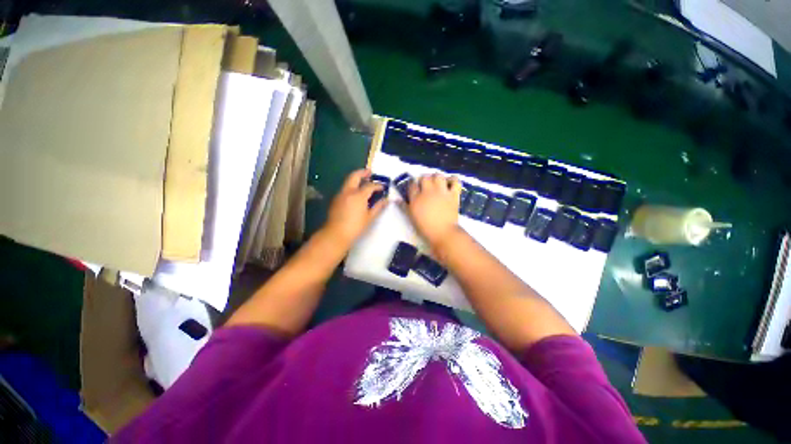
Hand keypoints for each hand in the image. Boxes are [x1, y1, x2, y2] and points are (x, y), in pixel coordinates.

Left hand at [322, 169, 386, 247]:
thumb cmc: (355, 227)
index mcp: (358, 195)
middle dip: (363, 172)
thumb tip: (386, 200)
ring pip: (348, 181)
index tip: (383, 187)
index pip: (370, 186)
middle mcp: (348, 191)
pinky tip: (356, 193)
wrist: (336, 234)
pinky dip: (351, 186)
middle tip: (370, 172)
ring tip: (364, 181)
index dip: (377, 185)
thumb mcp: (369, 217)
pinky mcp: (336, 199)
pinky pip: (345, 188)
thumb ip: (378, 207)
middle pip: (355, 176)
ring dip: (356, 179)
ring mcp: (340, 194)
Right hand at [405, 174, 461, 248]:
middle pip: (424, 177)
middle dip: (424, 179)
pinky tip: (450, 183)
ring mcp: (441, 192)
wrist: (443, 233)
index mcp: (416, 198)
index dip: (413, 184)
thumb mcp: (412, 217)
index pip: (412, 184)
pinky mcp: (453, 194)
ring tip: (437, 183)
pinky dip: (453, 180)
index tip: (414, 187)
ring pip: (438, 176)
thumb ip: (404, 207)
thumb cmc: (425, 228)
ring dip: (437, 177)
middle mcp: (428, 192)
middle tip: (426, 185)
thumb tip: (396, 200)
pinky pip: (455, 181)